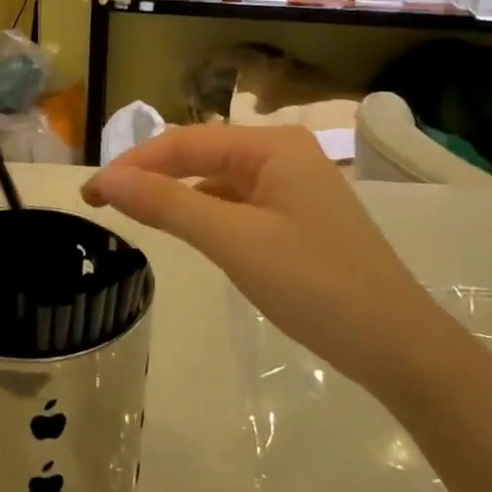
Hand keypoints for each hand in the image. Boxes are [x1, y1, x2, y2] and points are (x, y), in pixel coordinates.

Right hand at [83, 124, 460, 397]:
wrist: (401, 348)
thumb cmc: (316, 285)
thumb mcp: (234, 241)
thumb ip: (167, 205)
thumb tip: (106, 179)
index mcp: (272, 146)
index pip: (185, 142)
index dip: (133, 163)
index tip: (90, 192)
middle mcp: (282, 154)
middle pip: (200, 155)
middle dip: (150, 174)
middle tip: (104, 202)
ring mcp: (293, 186)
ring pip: (217, 179)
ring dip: (175, 192)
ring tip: (134, 213)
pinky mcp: (296, 217)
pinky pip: (237, 202)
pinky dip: (204, 211)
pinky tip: (187, 229)